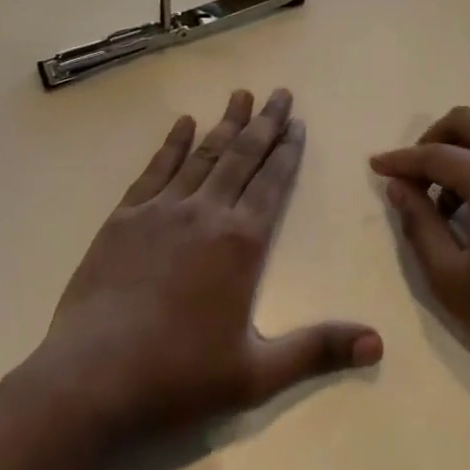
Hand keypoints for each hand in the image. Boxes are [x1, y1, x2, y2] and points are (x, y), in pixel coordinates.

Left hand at [23, 88, 380, 447]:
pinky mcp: (126, 216)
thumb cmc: (178, 376)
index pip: (272, 183)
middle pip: (243, 157)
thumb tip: (378, 343)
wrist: (91, 378)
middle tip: (280, 92)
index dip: (288, 151)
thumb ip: (316, 349)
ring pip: (204, 155)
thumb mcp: (256, 374)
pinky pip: (156, 169)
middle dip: (265, 123)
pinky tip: (183, 123)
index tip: (298, 122)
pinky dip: (173, 143)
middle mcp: (206, 213)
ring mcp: (162, 210)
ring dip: (225, 124)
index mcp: (241, 242)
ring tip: (241, 95)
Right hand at [370, 107, 469, 418]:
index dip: (402, 160)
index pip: (436, 155)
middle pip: (469, 122)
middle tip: (416, 176)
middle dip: (433, 141)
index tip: (378, 165)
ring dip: (467, 153)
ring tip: (453, 200)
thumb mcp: (450, 278)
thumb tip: (399, 186)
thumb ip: (418, 222)